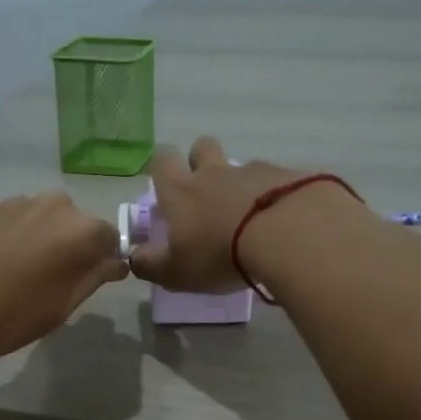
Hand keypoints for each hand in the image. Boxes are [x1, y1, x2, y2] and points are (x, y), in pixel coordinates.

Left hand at [0, 192, 127, 365]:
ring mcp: (17, 202)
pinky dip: (14, 239)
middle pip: (76, 225)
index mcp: (82, 230)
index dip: (104, 261)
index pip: (110, 239)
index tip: (91, 282)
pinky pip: (15, 222)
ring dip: (41, 241)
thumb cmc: (12, 315)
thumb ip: (94, 277)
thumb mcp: (63, 305)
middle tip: (53, 283)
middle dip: (72, 248)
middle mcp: (54, 205)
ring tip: (20, 276)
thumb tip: (114, 262)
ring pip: (43, 221)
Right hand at [127, 137, 305, 291]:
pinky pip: (275, 181)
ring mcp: (253, 171)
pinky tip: (280, 220)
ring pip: (240, 166)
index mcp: (181, 191)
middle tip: (207, 193)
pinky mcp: (286, 177)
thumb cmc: (219, 254)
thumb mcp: (176, 271)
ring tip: (250, 215)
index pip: (162, 162)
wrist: (284, 234)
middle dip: (201, 161)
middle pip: (202, 147)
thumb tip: (134, 257)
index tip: (167, 188)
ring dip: (240, 184)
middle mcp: (213, 173)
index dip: (162, 170)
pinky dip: (274, 195)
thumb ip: (150, 265)